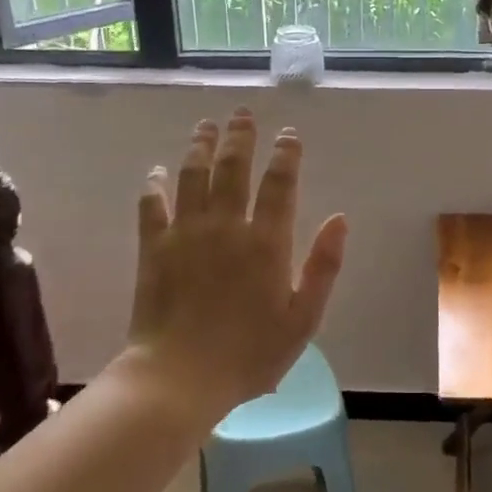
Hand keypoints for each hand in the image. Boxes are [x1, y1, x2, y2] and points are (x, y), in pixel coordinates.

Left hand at [124, 109, 346, 418]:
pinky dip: (155, 185)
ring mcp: (186, 233)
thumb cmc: (251, 354)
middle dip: (241, 136)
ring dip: (200, 146)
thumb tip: (339, 219)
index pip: (279, 184)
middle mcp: (226, 226)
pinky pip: (152, 205)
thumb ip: (323, 266)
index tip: (289, 135)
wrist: (180, 376)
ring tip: (207, 126)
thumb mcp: (303, 319)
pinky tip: (157, 171)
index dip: (286, 155)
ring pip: (193, 175)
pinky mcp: (154, 248)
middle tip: (243, 114)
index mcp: (267, 242)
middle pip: (233, 168)